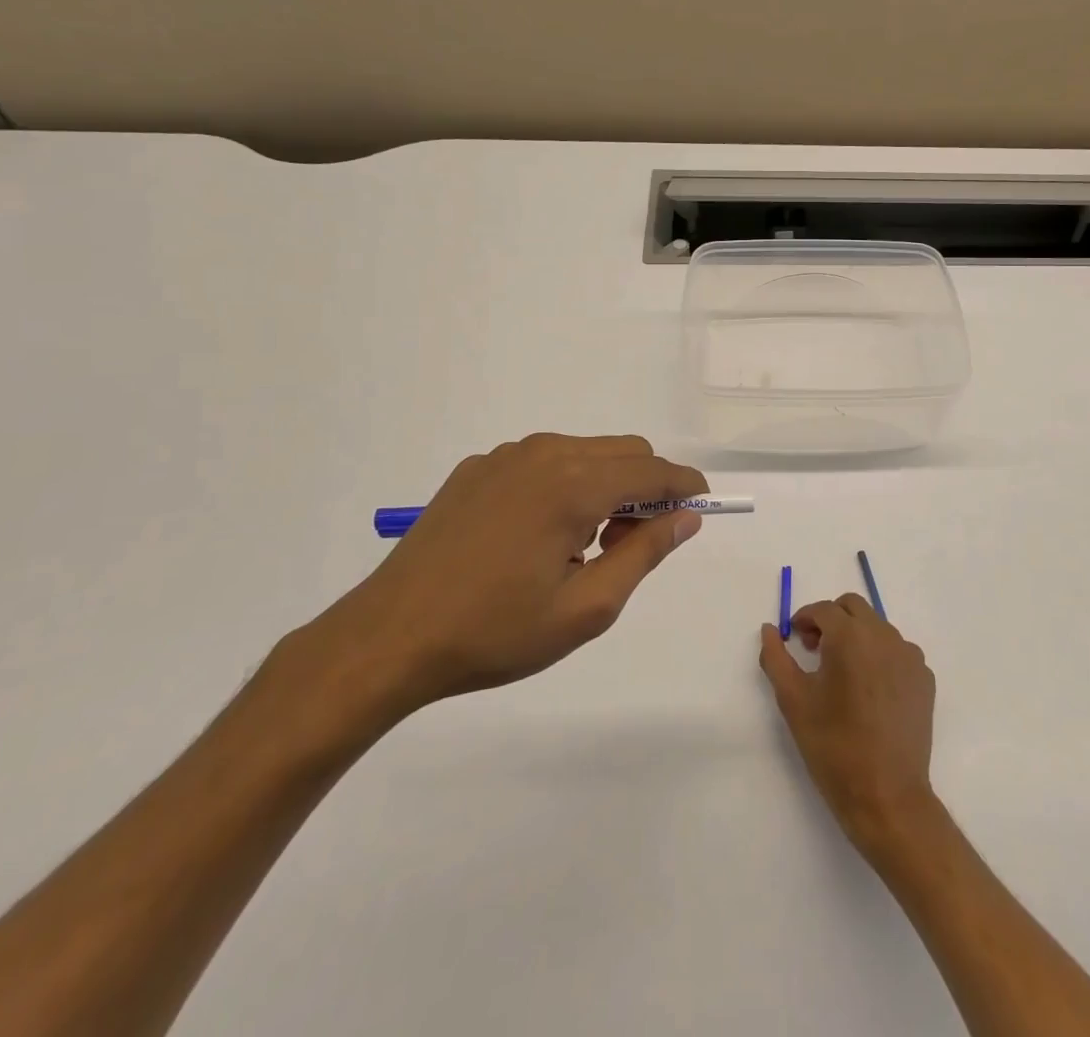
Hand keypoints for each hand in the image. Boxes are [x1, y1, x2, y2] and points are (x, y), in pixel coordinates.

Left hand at [316, 434, 707, 717]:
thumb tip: (687, 517)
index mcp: (574, 485)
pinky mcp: (478, 468)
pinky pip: (543, 461)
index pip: (653, 471)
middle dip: (646, 488)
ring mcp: (506, 456)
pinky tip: (536, 536)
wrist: (388, 638)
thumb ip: (645, 554)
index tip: (702, 507)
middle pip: (624, 451)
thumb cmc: (494, 632)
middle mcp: (544, 454)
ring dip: (605, 485)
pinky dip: (564, 484)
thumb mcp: (585, 609)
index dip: (686, 486)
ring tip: (582, 546)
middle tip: (631, 545)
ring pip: (585, 452)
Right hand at [759, 594, 937, 849]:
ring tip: (843, 674)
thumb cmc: (834, 746)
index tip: (795, 639)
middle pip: (854, 608)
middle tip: (816, 650)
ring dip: (856, 637)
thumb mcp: (793, 701)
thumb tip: (770, 629)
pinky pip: (898, 652)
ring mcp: (909, 656)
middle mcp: (884, 636)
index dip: (804, 619)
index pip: (824, 609)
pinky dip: (880, 657)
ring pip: (877, 627)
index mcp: (850, 636)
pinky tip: (870, 691)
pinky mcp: (925, 678)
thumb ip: (775, 657)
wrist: (887, 796)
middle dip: (831, 620)